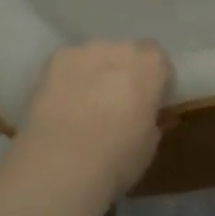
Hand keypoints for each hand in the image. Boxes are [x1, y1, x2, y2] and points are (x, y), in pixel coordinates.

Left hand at [19, 41, 172, 198]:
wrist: (60, 166)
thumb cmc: (116, 159)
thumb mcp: (149, 146)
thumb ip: (153, 121)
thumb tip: (150, 115)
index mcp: (151, 65)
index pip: (160, 62)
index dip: (156, 83)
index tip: (149, 105)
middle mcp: (120, 48)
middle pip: (128, 54)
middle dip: (126, 74)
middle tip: (118, 105)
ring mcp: (84, 51)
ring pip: (97, 57)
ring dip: (97, 73)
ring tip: (85, 107)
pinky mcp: (53, 61)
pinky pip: (69, 65)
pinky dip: (69, 79)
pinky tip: (62, 106)